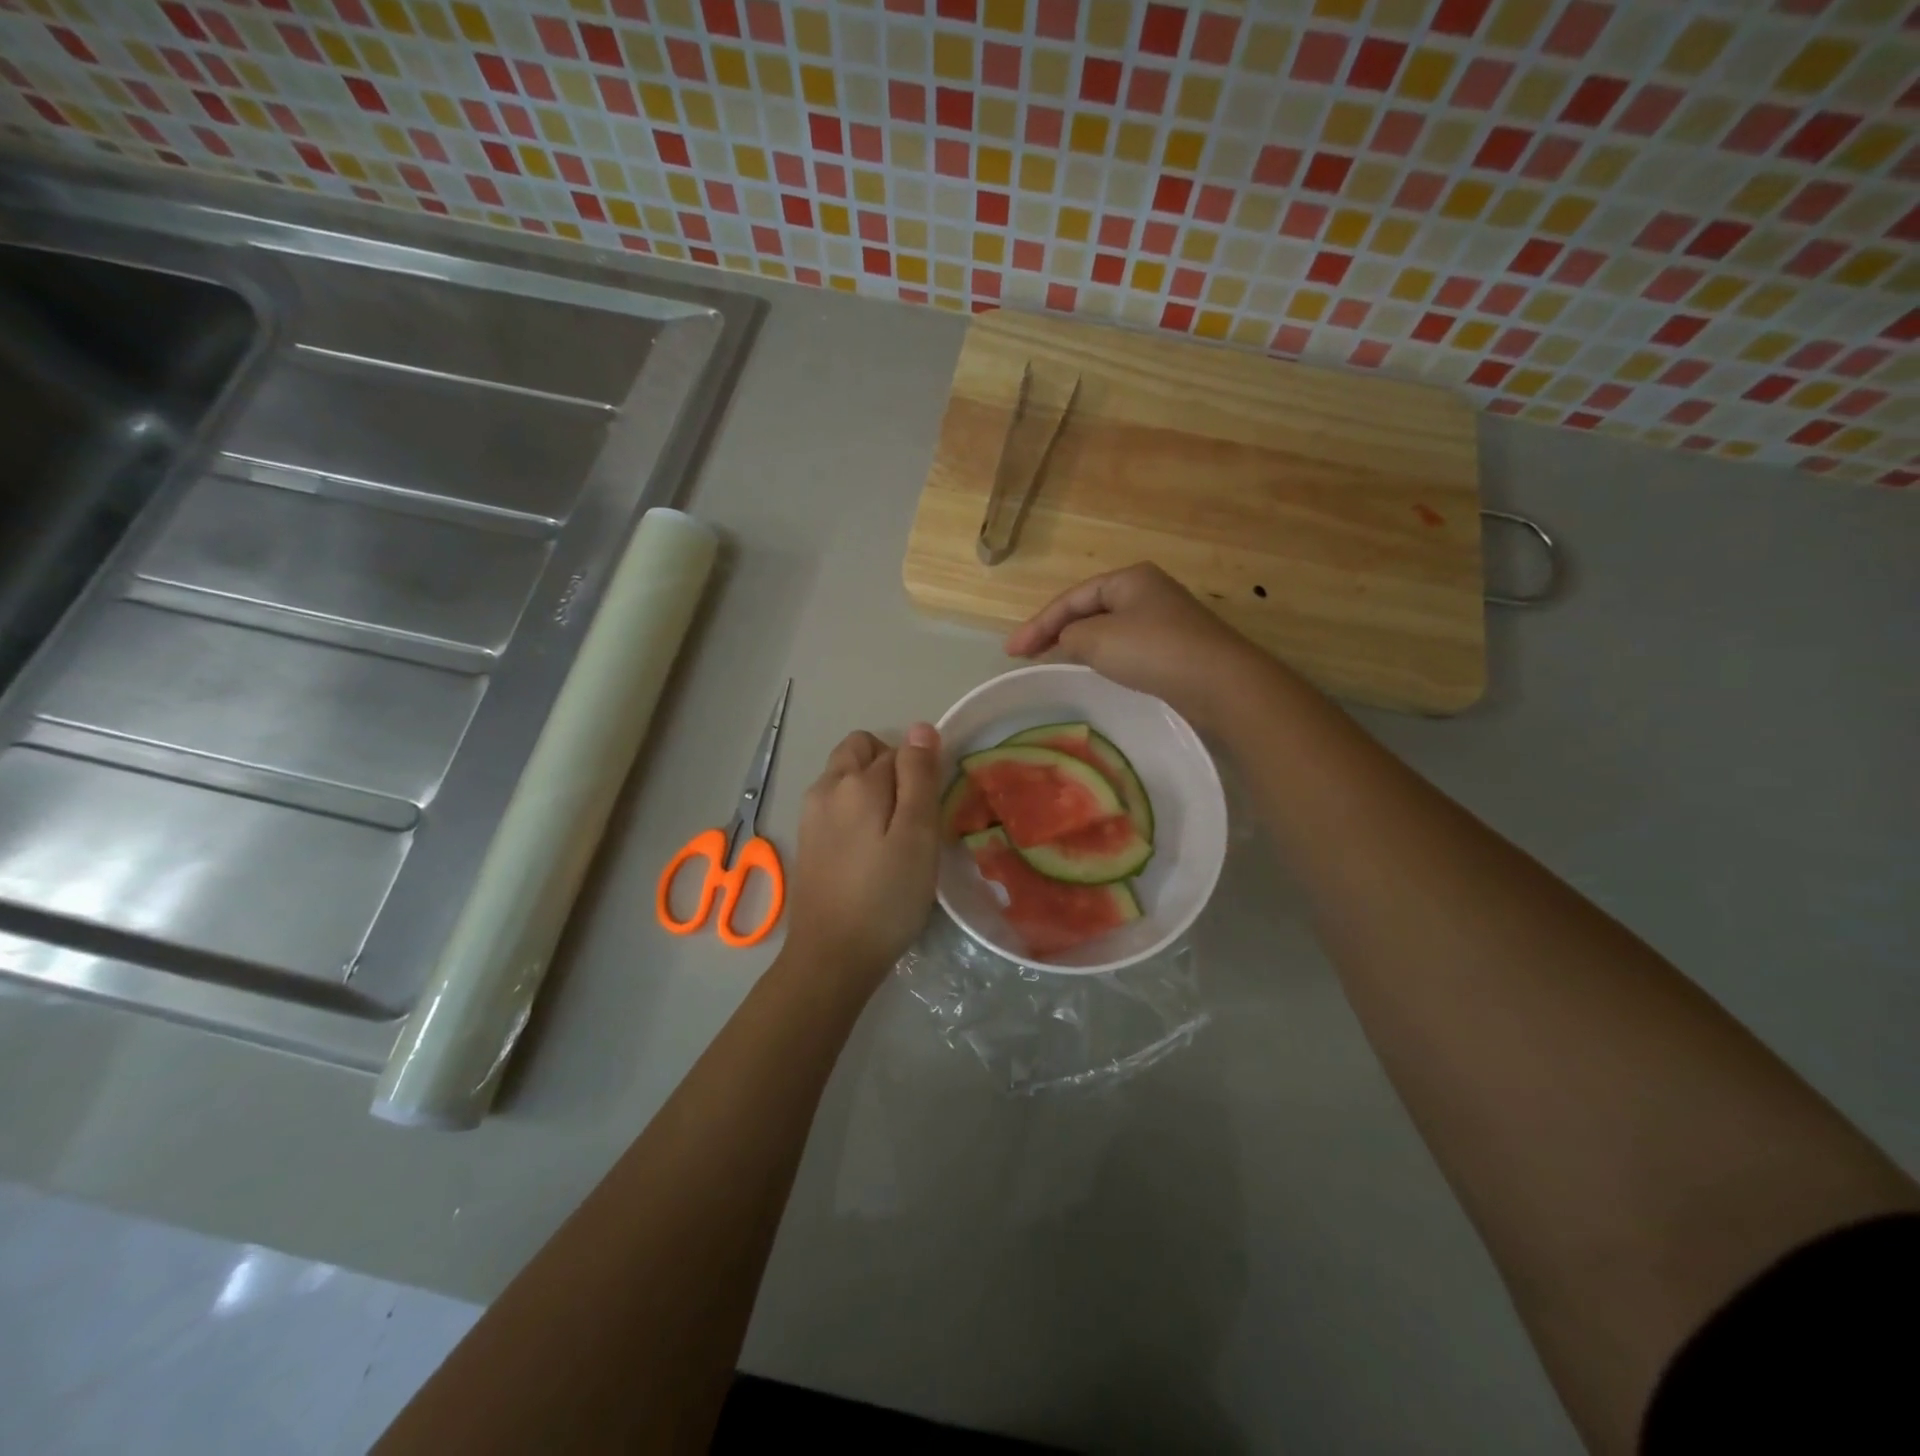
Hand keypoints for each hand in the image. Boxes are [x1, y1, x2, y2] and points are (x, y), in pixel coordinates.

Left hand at [784, 724, 942, 982]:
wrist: (832, 956)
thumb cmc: (886, 897)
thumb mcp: (917, 835)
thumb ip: (919, 777)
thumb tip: (920, 728)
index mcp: (856, 781)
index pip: (899, 750)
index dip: (921, 773)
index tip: (930, 812)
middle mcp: (826, 786)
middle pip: (863, 750)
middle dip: (890, 768)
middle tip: (911, 816)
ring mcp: (810, 813)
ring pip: (846, 776)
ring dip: (871, 789)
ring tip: (893, 835)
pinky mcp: (807, 838)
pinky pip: (835, 803)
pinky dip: (855, 811)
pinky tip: (869, 850)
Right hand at [1005, 563, 1270, 730]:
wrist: (1220, 682)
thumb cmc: (1153, 650)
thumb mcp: (1097, 639)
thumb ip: (1068, 635)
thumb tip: (1067, 640)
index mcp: (1128, 578)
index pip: (1070, 598)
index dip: (1036, 624)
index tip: (1010, 652)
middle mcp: (1147, 592)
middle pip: (1088, 609)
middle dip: (1055, 631)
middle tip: (1025, 656)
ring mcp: (1164, 619)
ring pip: (1107, 629)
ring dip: (1077, 644)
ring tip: (1051, 661)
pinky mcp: (1175, 648)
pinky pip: (1126, 647)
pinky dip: (1102, 656)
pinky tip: (1093, 670)